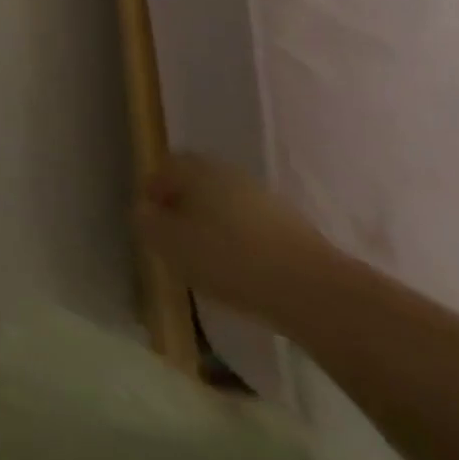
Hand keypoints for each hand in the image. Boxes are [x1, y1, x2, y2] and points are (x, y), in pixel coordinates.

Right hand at [137, 152, 337, 318]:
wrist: (315, 291)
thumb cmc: (230, 259)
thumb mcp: (171, 244)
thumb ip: (147, 223)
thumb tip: (143, 211)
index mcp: (196, 168)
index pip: (163, 168)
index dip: (152, 192)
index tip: (148, 222)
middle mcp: (228, 172)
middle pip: (195, 184)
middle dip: (182, 207)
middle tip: (174, 239)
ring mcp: (263, 197)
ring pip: (224, 205)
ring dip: (212, 225)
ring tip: (208, 260)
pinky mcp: (291, 227)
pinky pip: (251, 227)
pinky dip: (240, 242)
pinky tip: (241, 270)